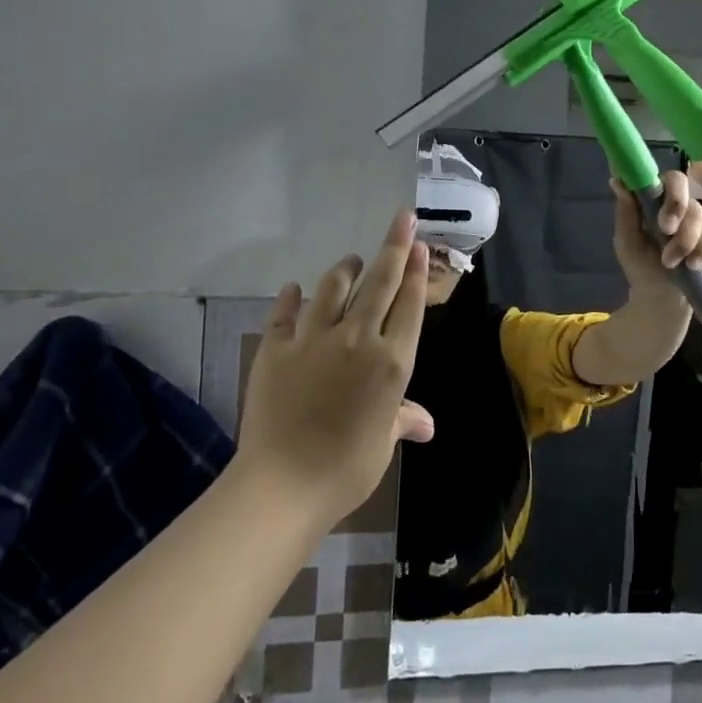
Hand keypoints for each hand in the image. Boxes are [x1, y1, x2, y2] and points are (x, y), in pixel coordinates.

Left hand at [235, 209, 435, 526]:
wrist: (283, 484)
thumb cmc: (347, 468)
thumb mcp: (383, 443)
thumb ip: (403, 420)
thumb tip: (426, 425)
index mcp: (392, 362)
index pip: (410, 304)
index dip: (417, 271)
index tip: (420, 244)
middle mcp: (358, 339)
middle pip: (380, 282)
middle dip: (394, 246)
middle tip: (402, 218)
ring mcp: (314, 340)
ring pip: (334, 288)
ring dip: (346, 268)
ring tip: (351, 259)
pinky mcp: (276, 349)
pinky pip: (286, 313)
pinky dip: (291, 297)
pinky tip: (294, 289)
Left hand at [611, 168, 701, 297]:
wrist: (660, 295)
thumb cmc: (640, 264)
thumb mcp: (627, 241)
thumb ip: (626, 212)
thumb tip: (617, 180)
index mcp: (655, 198)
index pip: (667, 178)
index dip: (669, 190)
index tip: (662, 214)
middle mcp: (678, 202)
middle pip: (685, 187)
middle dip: (677, 208)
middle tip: (666, 231)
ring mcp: (696, 217)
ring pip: (699, 214)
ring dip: (685, 240)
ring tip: (670, 262)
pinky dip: (701, 251)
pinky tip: (692, 265)